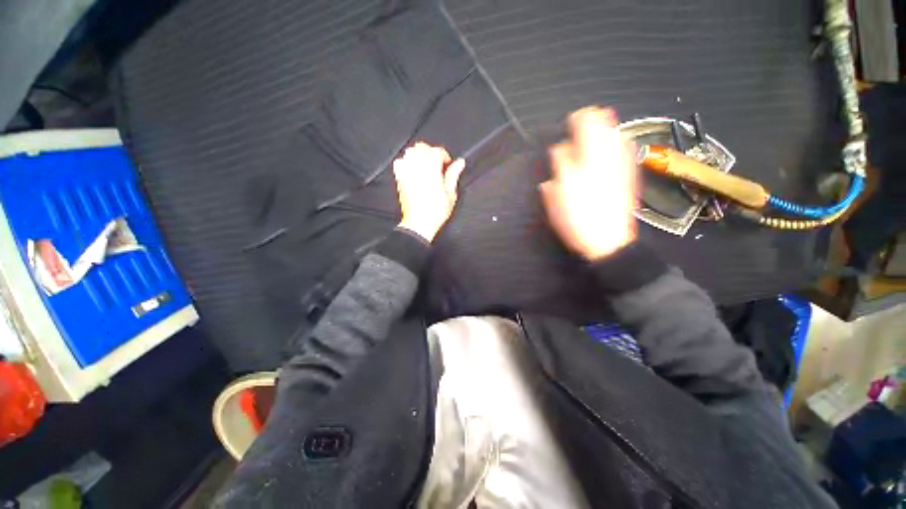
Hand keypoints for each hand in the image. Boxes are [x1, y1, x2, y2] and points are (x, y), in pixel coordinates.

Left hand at [393, 142, 464, 241]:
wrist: (419, 223)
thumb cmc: (435, 211)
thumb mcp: (450, 194)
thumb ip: (453, 175)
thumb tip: (460, 162)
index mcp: (432, 168)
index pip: (437, 151)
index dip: (444, 156)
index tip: (447, 165)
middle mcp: (417, 166)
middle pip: (422, 147)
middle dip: (431, 153)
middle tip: (437, 166)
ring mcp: (406, 172)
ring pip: (410, 152)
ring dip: (419, 155)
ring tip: (426, 166)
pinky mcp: (399, 178)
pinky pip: (399, 162)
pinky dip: (406, 162)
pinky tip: (412, 170)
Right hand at [540, 106, 637, 260]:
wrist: (608, 241)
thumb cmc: (577, 220)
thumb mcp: (558, 199)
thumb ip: (559, 170)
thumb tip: (559, 151)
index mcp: (585, 164)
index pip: (581, 132)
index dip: (576, 122)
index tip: (570, 120)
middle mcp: (606, 160)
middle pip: (603, 128)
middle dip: (594, 118)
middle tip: (584, 118)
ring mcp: (620, 167)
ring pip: (617, 136)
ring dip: (607, 127)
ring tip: (599, 123)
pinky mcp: (628, 176)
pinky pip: (628, 150)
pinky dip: (620, 141)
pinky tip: (618, 141)